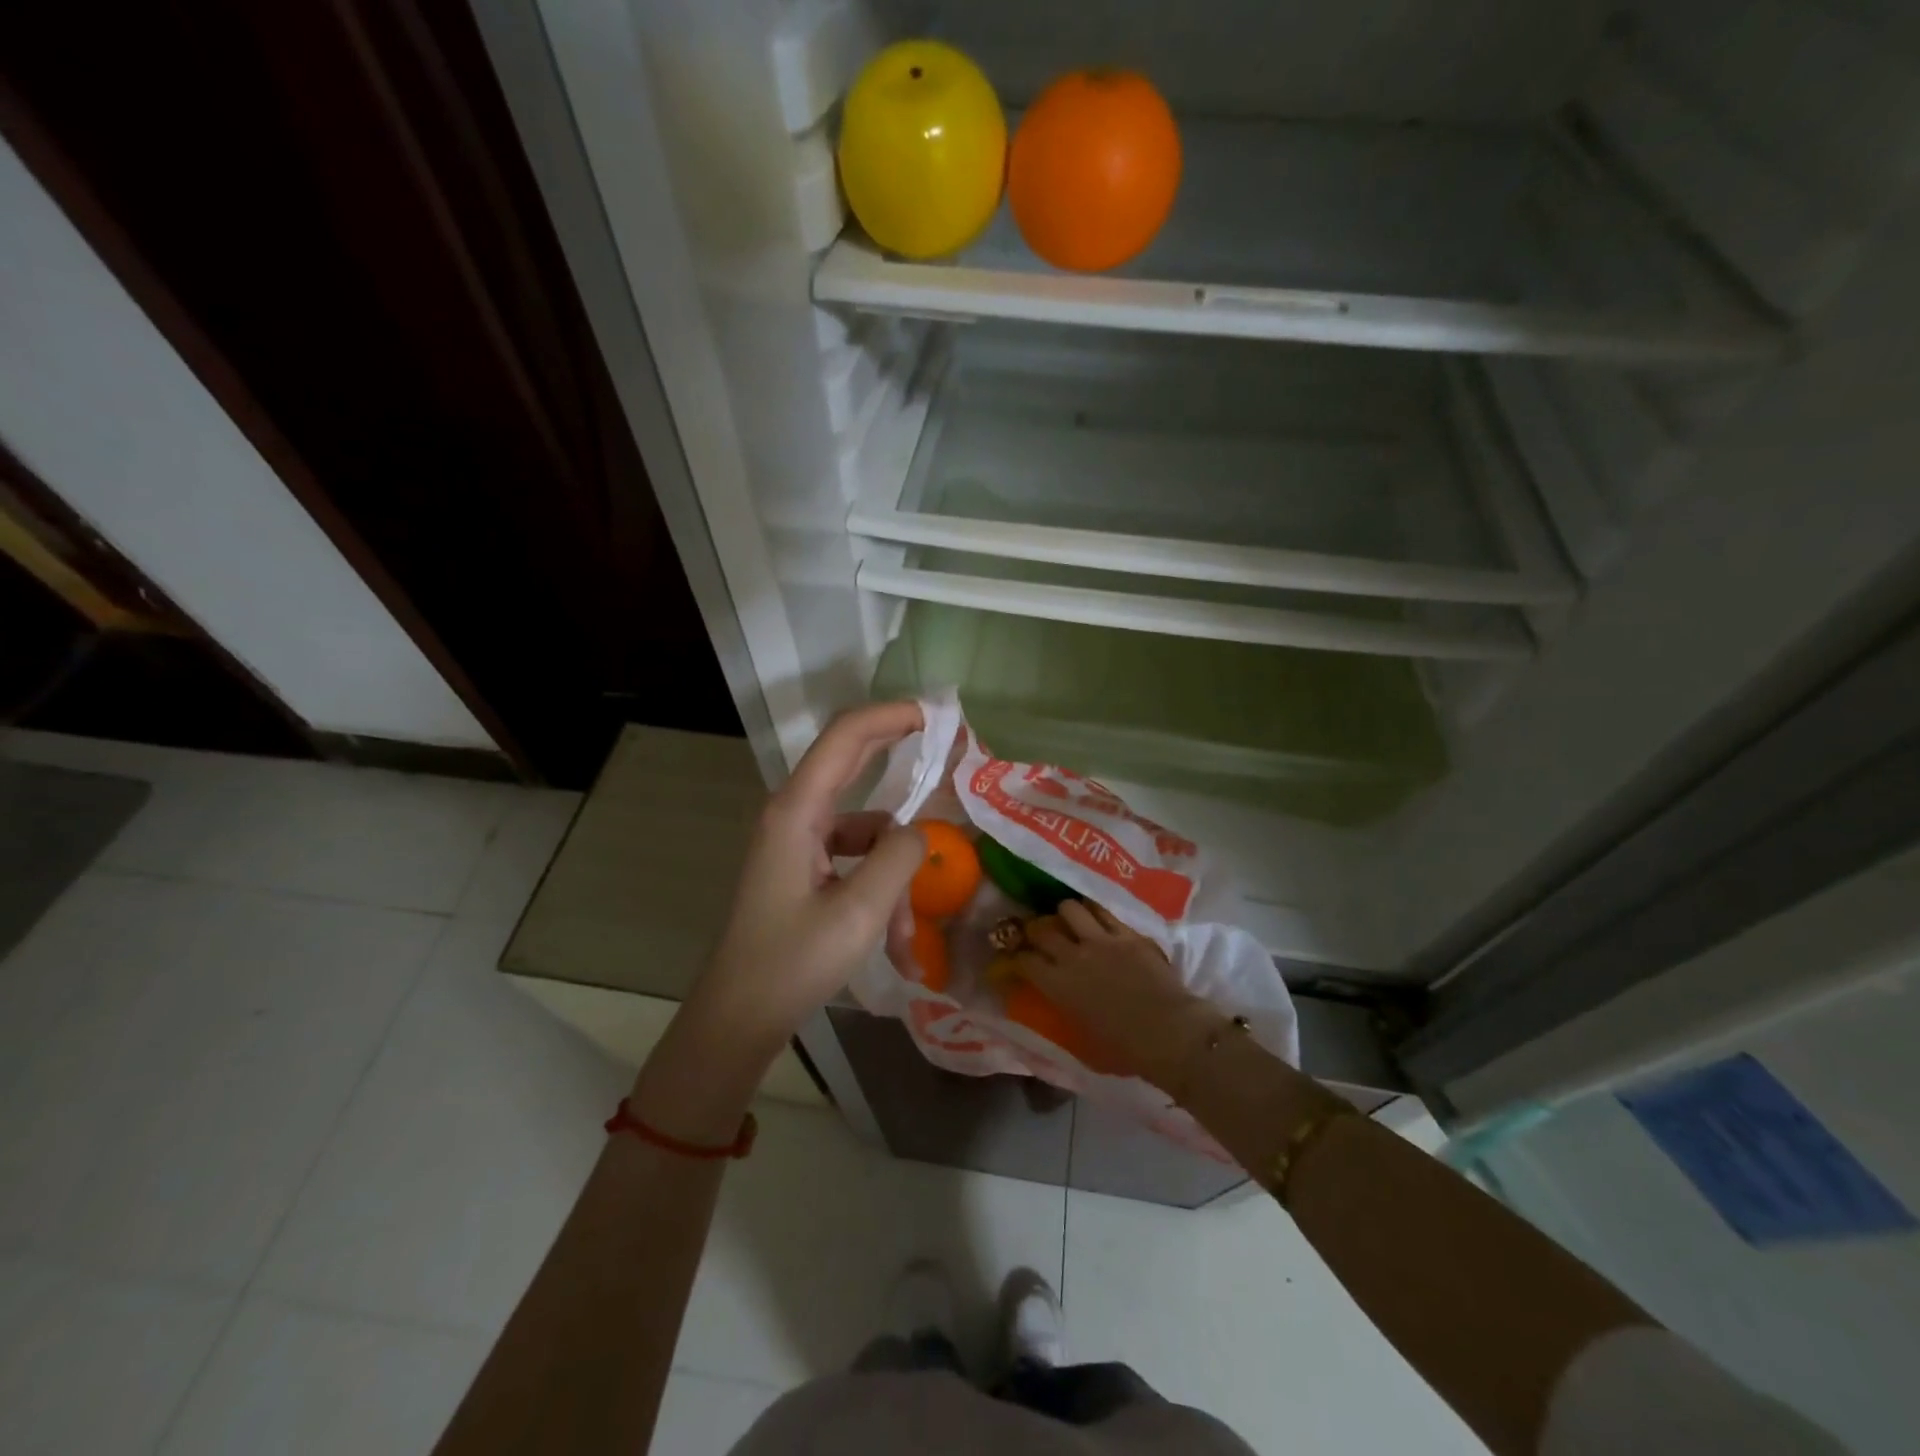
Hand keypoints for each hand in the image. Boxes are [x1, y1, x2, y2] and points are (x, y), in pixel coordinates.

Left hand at [632, 703, 926, 1139]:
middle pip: (853, 765)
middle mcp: (795, 815)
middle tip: (951, 753)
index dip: (892, 715)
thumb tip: (918, 832)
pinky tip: (895, 948)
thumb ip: (898, 857)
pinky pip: (855, 864)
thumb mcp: (859, 912)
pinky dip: (880, 895)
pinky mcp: (804, 871)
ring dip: (894, 876)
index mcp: (797, 811)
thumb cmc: (792, 964)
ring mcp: (798, 844)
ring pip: (867, 834)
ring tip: (904, 940)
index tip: (939, 716)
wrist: (739, 1019)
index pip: (847, 736)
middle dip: (901, 758)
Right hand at [1013, 900, 1222, 1091]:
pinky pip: (1103, 910)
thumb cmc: (1125, 1049)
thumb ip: (1064, 1011)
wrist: (1170, 1032)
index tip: (1015, 958)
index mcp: (1058, 986)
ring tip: (1069, 920)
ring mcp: (1101, 940)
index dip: (1015, 957)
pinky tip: (1095, 915)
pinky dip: (1094, 911)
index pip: (1024, 960)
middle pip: (1041, 928)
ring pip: (1070, 908)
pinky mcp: (1127, 933)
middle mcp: (1073, 956)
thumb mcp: (1082, 1039)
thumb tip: (1058, 1000)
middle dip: (1034, 929)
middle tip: (1038, 934)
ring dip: (1065, 914)